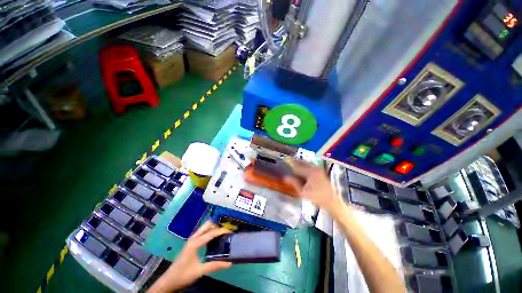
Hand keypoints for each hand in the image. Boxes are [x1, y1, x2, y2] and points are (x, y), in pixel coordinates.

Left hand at [148, 221, 231, 292]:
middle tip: (225, 233)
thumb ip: (215, 266)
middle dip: (217, 226)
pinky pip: (202, 233)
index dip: (222, 230)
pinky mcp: (191, 243)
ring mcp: (192, 240)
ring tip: (222, 235)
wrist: (169, 281)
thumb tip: (229, 263)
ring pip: (204, 228)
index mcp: (195, 243)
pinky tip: (213, 240)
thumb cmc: (183, 275)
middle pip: (207, 225)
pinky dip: (209, 232)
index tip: (231, 232)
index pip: (212, 232)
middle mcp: (193, 238)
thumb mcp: (200, 271)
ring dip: (213, 228)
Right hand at [283, 159, 341, 211]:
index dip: (290, 163)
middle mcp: (314, 168)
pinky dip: (304, 165)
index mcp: (310, 172)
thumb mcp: (303, 192)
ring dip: (299, 163)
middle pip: (302, 162)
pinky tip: (301, 168)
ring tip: (293, 164)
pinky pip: (310, 165)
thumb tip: (285, 178)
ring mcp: (318, 168)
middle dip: (295, 161)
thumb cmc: (317, 197)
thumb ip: (294, 183)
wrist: (332, 200)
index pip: (297, 166)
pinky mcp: (320, 170)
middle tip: (287, 160)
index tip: (284, 158)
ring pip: (306, 163)